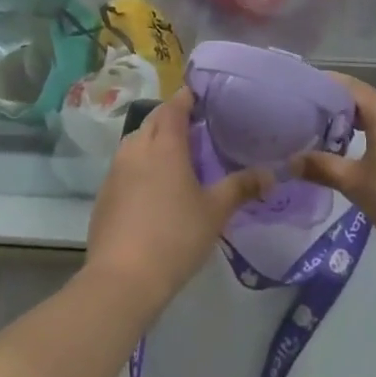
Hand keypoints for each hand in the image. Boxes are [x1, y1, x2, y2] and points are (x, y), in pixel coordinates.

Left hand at [85, 89, 270, 311]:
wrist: (122, 279)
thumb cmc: (175, 237)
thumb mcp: (215, 212)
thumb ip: (241, 188)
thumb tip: (271, 174)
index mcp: (164, 145)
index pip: (174, 107)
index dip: (187, 98)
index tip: (201, 97)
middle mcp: (136, 148)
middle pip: (154, 120)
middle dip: (171, 118)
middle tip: (195, 128)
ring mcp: (116, 171)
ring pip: (136, 141)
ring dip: (154, 140)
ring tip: (175, 156)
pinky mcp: (104, 194)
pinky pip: (124, 165)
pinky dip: (140, 164)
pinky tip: (152, 187)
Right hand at [292, 74, 375, 255]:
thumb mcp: (357, 184)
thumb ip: (323, 169)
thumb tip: (292, 162)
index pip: (349, 86)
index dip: (324, 85)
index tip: (301, 91)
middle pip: (367, 102)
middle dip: (339, 110)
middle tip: (310, 120)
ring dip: (359, 127)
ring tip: (334, 141)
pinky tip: (367, 160)